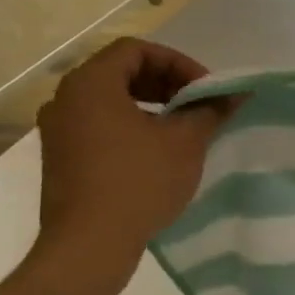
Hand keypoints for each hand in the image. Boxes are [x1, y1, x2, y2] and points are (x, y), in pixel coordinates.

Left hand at [34, 39, 233, 280]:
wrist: (89, 245)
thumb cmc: (139, 182)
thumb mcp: (186, 141)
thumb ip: (211, 110)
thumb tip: (237, 93)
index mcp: (91, 85)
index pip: (136, 50)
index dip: (177, 62)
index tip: (205, 89)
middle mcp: (66, 99)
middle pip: (121, 71)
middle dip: (166, 82)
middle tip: (199, 103)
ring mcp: (58, 130)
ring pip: (110, 99)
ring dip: (151, 104)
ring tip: (183, 127)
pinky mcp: (61, 157)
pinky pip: (99, 124)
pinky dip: (131, 124)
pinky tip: (158, 150)